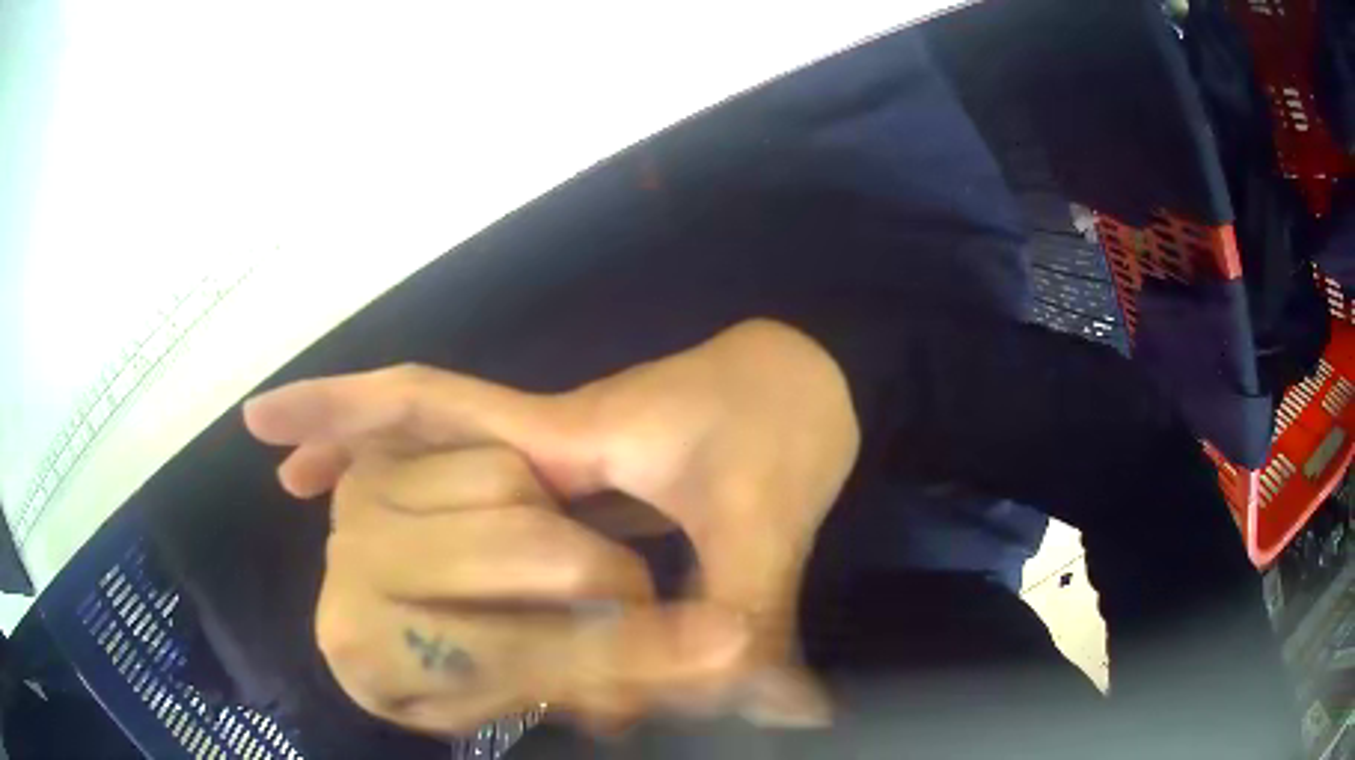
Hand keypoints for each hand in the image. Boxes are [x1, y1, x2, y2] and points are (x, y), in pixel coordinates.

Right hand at [244, 318, 860, 729]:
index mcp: (565, 437)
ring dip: (384, 470)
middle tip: (288, 469)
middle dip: (348, 438)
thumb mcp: (768, 524)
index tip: (261, 418)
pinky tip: (450, 545)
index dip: (337, 407)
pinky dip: (456, 495)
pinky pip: (497, 479)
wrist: (810, 377)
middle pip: (416, 426)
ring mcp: (561, 447)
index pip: (423, 405)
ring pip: (449, 453)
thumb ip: (757, 625)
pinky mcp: (585, 466)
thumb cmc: (788, 424)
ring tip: (318, 487)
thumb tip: (784, 719)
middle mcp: (544, 435)